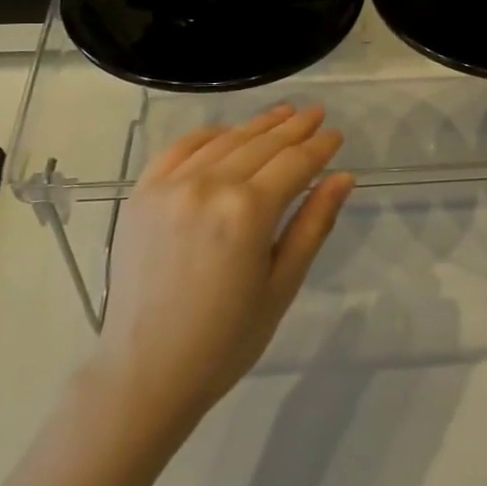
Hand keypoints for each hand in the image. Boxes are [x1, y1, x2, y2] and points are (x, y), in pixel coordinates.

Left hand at [97, 104, 353, 425]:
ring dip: (257, 125)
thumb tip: (343, 177)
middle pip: (261, 144)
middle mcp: (208, 186)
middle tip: (316, 113)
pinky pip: (180, 148)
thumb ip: (313, 224)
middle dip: (294, 127)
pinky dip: (208, 135)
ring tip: (283, 113)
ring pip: (225, 141)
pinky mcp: (143, 193)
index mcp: (247, 212)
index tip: (336, 134)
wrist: (146, 372)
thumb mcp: (281, 285)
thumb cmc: (226, 339)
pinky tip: (227, 132)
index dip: (319, 146)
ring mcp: (170, 185)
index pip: (294, 163)